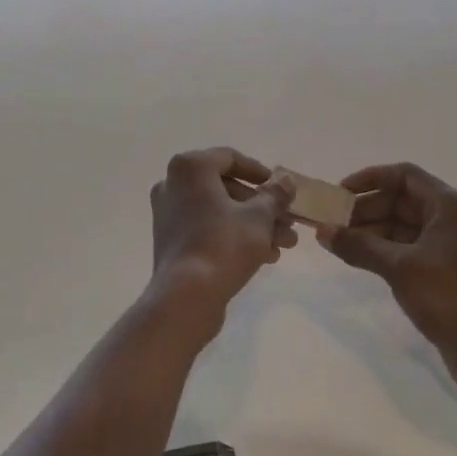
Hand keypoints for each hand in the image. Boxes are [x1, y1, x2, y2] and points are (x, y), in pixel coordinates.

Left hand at [148, 148, 296, 316]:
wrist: (186, 296)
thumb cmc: (224, 244)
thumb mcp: (259, 217)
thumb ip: (275, 194)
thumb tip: (285, 179)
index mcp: (191, 167)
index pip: (230, 158)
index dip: (260, 172)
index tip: (281, 189)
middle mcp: (173, 183)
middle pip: (227, 188)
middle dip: (262, 206)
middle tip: (288, 223)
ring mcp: (168, 212)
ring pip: (219, 211)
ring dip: (253, 224)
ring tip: (283, 245)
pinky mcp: (170, 239)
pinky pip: (206, 227)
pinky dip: (232, 235)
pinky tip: (264, 256)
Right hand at [321, 163, 456, 386]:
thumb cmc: (450, 297)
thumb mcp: (399, 267)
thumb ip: (358, 245)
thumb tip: (321, 231)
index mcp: (450, 206)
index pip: (405, 176)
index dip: (370, 179)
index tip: (339, 193)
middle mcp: (452, 219)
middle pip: (402, 200)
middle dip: (366, 209)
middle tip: (332, 223)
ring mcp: (450, 246)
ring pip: (402, 226)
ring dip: (371, 231)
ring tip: (338, 242)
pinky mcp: (445, 270)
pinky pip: (408, 248)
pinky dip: (383, 250)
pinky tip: (359, 259)